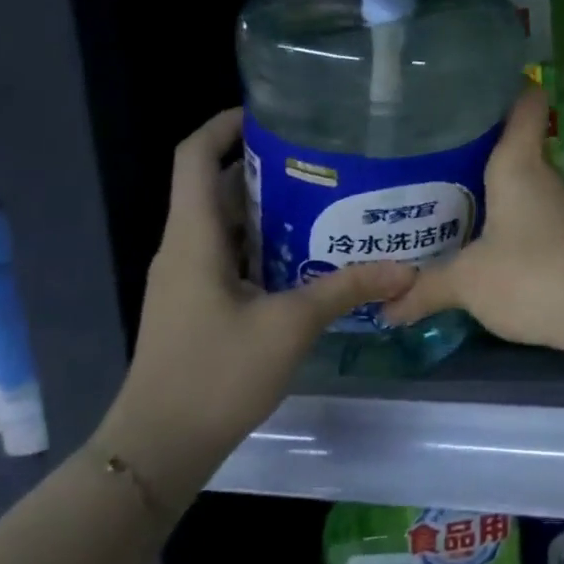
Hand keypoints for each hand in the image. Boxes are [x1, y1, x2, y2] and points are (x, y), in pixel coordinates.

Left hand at [98, 109, 413, 503]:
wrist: (158, 449)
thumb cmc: (214, 375)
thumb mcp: (289, 326)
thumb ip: (345, 289)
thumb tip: (405, 269)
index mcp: (194, 237)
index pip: (195, 157)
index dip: (225, 125)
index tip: (272, 114)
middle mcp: (184, 247)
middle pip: (217, 185)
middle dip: (264, 164)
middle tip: (323, 158)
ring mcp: (187, 278)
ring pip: (226, 222)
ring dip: (268, 206)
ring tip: (326, 198)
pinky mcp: (196, 304)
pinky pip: (229, 253)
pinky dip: (263, 242)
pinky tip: (307, 255)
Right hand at [383, 87, 563, 353]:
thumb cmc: (533, 275)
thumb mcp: (469, 281)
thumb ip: (426, 288)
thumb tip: (387, 306)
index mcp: (518, 163)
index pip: (525, 100)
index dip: (504, 84)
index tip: (469, 85)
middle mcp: (540, 175)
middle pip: (510, 142)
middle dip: (471, 145)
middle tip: (424, 152)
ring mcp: (556, 207)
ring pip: (516, 182)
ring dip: (483, 188)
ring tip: (436, 195)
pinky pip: (524, 214)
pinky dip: (500, 219)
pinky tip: (472, 240)